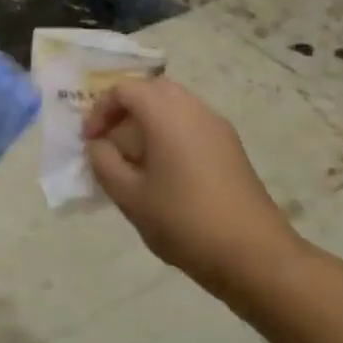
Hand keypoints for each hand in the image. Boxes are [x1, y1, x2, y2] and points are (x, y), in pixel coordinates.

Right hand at [83, 76, 307, 302]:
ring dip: (146, 124)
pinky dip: (168, 135)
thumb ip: (104, 162)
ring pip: (174, 107)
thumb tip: (100, 145)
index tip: (90, 142)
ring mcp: (217, 128)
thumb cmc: (182, 220)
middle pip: (152, 90)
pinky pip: (190, 125)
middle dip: (124, 111)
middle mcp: (195, 110)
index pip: (125, 89)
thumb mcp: (128, 195)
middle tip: (108, 143)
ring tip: (132, 162)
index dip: (100, 110)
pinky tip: (161, 174)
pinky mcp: (230, 148)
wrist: (252, 253)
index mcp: (166, 115)